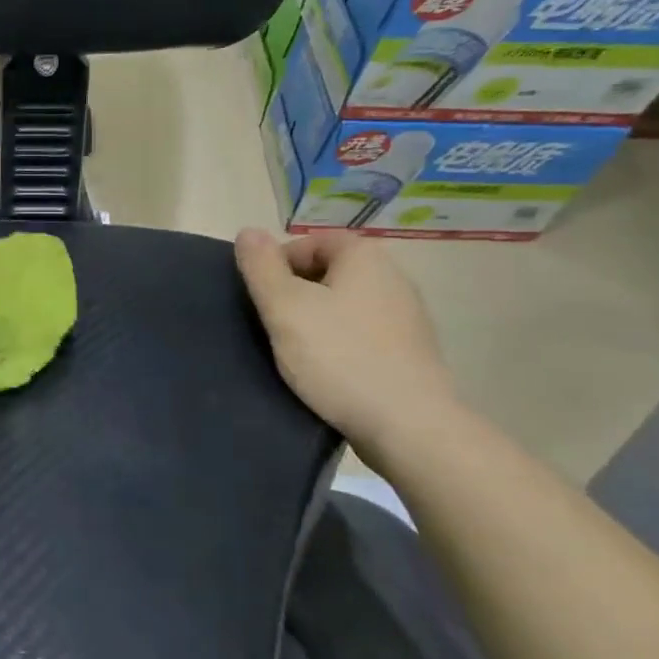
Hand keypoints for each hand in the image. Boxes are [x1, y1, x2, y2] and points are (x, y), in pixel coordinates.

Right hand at [234, 228, 458, 453]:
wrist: (408, 426)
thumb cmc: (339, 357)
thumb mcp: (285, 307)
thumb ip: (261, 266)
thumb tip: (248, 231)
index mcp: (365, 257)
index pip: (311, 242)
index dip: (278, 264)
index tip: (262, 298)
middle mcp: (393, 277)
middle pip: (328, 273)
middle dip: (296, 294)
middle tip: (274, 324)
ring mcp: (407, 317)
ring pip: (345, 306)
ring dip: (316, 321)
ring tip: (295, 351)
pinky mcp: (410, 353)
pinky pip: (363, 335)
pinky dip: (340, 345)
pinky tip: (327, 372)